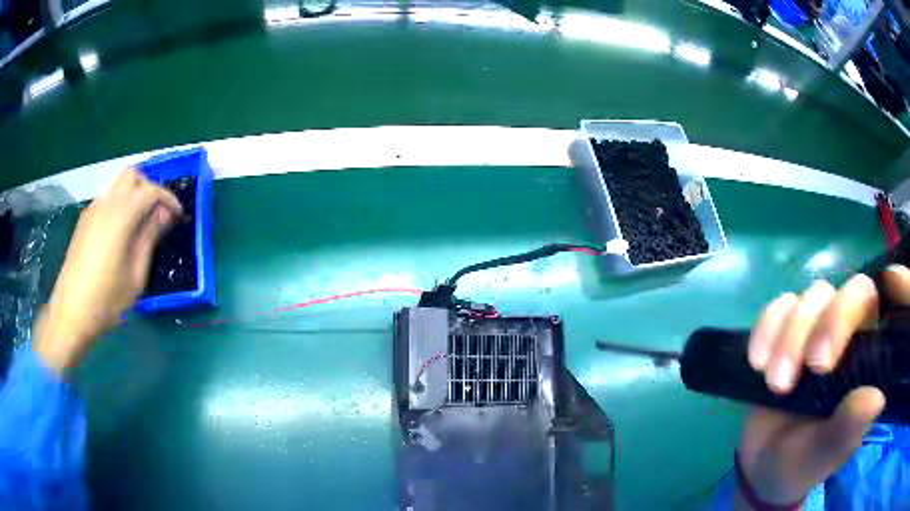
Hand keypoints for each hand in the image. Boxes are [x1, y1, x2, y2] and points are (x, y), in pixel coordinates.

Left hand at [33, 169, 182, 372]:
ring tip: (142, 224)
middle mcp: (106, 203)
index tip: (178, 216)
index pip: (150, 190)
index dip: (168, 199)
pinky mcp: (84, 220)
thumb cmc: (106, 299)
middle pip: (133, 176)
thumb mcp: (135, 275)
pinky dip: (120, 204)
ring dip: (134, 195)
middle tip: (159, 213)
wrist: (71, 313)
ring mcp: (92, 210)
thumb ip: (150, 238)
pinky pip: (107, 199)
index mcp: (120, 215)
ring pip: (118, 185)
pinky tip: (122, 232)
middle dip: (150, 188)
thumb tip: (164, 214)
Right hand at [735, 266, 909, 508]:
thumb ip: (848, 429)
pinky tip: (757, 364)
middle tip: (800, 373)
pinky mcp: (787, 330)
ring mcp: (818, 327)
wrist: (764, 467)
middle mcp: (849, 333)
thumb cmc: (802, 464)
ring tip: (773, 384)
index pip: (873, 303)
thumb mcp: (823, 456)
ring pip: (811, 297)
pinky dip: (766, 329)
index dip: (854, 310)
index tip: (822, 364)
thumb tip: (876, 397)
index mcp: (867, 357)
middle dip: (821, 325)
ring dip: (788, 337)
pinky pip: (777, 307)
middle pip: (844, 290)